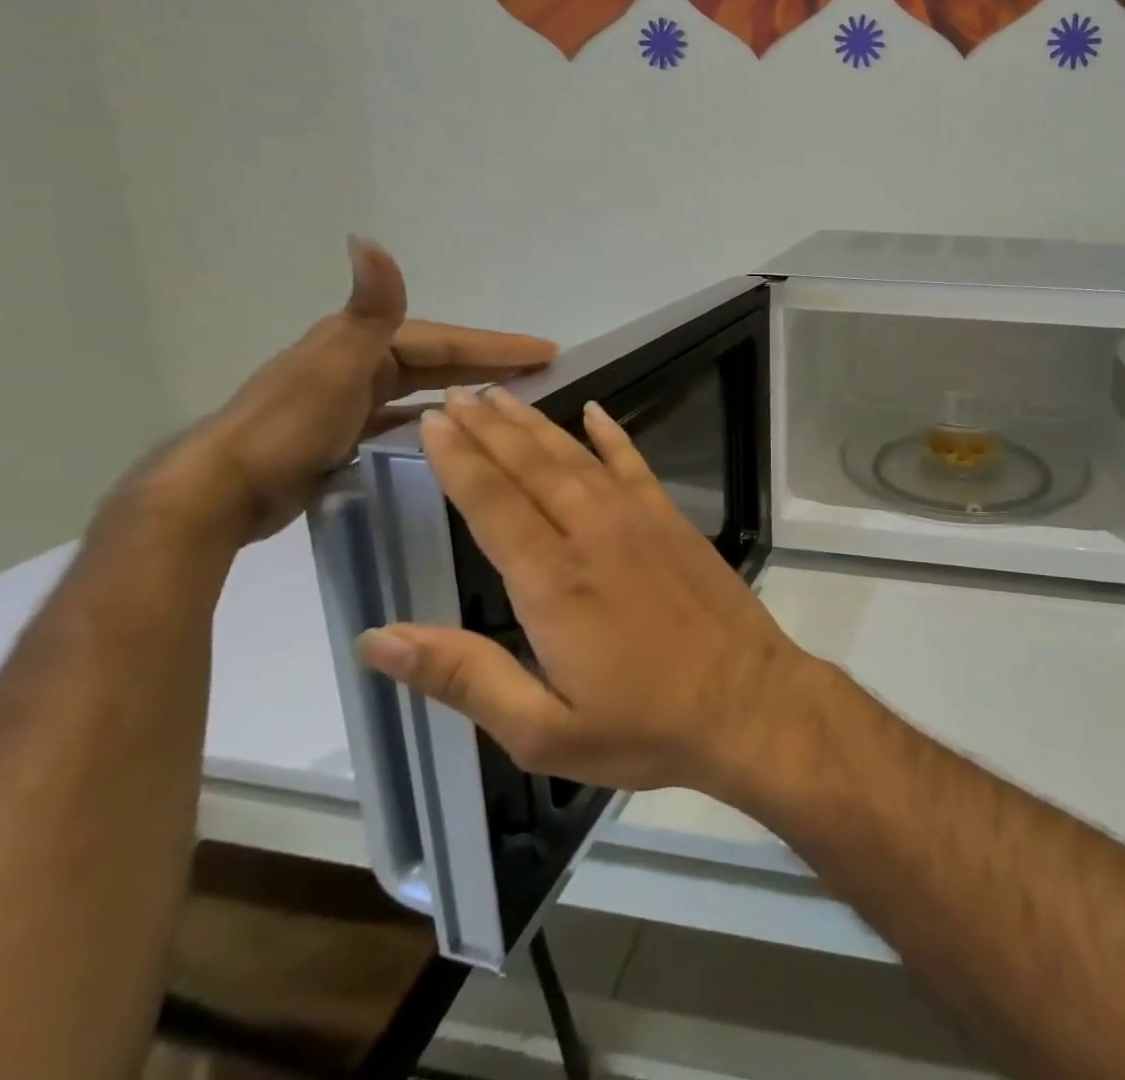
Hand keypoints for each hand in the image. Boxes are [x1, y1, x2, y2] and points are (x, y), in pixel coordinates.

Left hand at [139, 238, 554, 542]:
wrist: (217, 493)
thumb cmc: (289, 428)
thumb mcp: (339, 364)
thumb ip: (370, 308)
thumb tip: (369, 239)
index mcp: (362, 342)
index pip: (447, 341)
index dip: (498, 346)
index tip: (549, 352)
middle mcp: (357, 362)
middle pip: (439, 359)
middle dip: (491, 362)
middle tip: (543, 370)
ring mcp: (347, 399)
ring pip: (423, 387)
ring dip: (465, 387)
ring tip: (509, 398)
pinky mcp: (341, 434)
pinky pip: (403, 416)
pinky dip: (432, 416)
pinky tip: (451, 430)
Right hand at [356, 386, 818, 794]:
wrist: (747, 701)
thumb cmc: (644, 726)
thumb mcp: (541, 731)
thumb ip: (464, 677)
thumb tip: (377, 638)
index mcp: (551, 582)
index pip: (492, 503)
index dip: (458, 459)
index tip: (430, 421)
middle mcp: (592, 534)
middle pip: (530, 468)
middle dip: (487, 428)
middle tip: (454, 394)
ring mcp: (639, 520)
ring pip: (576, 458)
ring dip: (535, 425)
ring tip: (501, 395)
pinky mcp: (674, 521)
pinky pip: (635, 465)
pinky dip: (612, 435)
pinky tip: (594, 411)